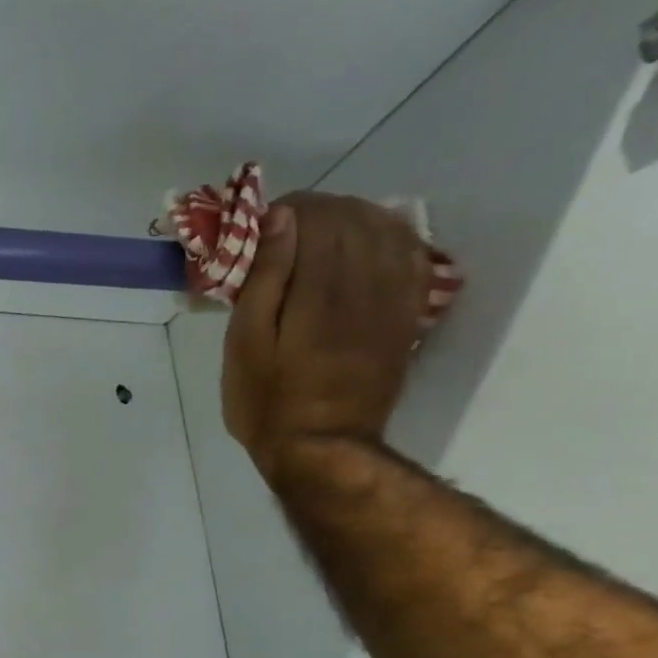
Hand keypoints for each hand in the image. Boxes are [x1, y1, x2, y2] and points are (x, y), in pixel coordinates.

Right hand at [222, 190, 431, 484]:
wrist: (322, 449)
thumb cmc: (267, 401)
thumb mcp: (245, 344)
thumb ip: (264, 280)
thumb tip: (281, 218)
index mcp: (318, 290)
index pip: (316, 219)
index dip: (291, 208)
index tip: (265, 218)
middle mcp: (365, 283)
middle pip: (353, 218)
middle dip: (320, 211)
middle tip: (287, 225)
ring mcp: (393, 299)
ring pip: (386, 230)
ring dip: (355, 218)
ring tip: (324, 230)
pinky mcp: (407, 316)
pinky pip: (412, 257)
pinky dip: (392, 238)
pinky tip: (371, 240)